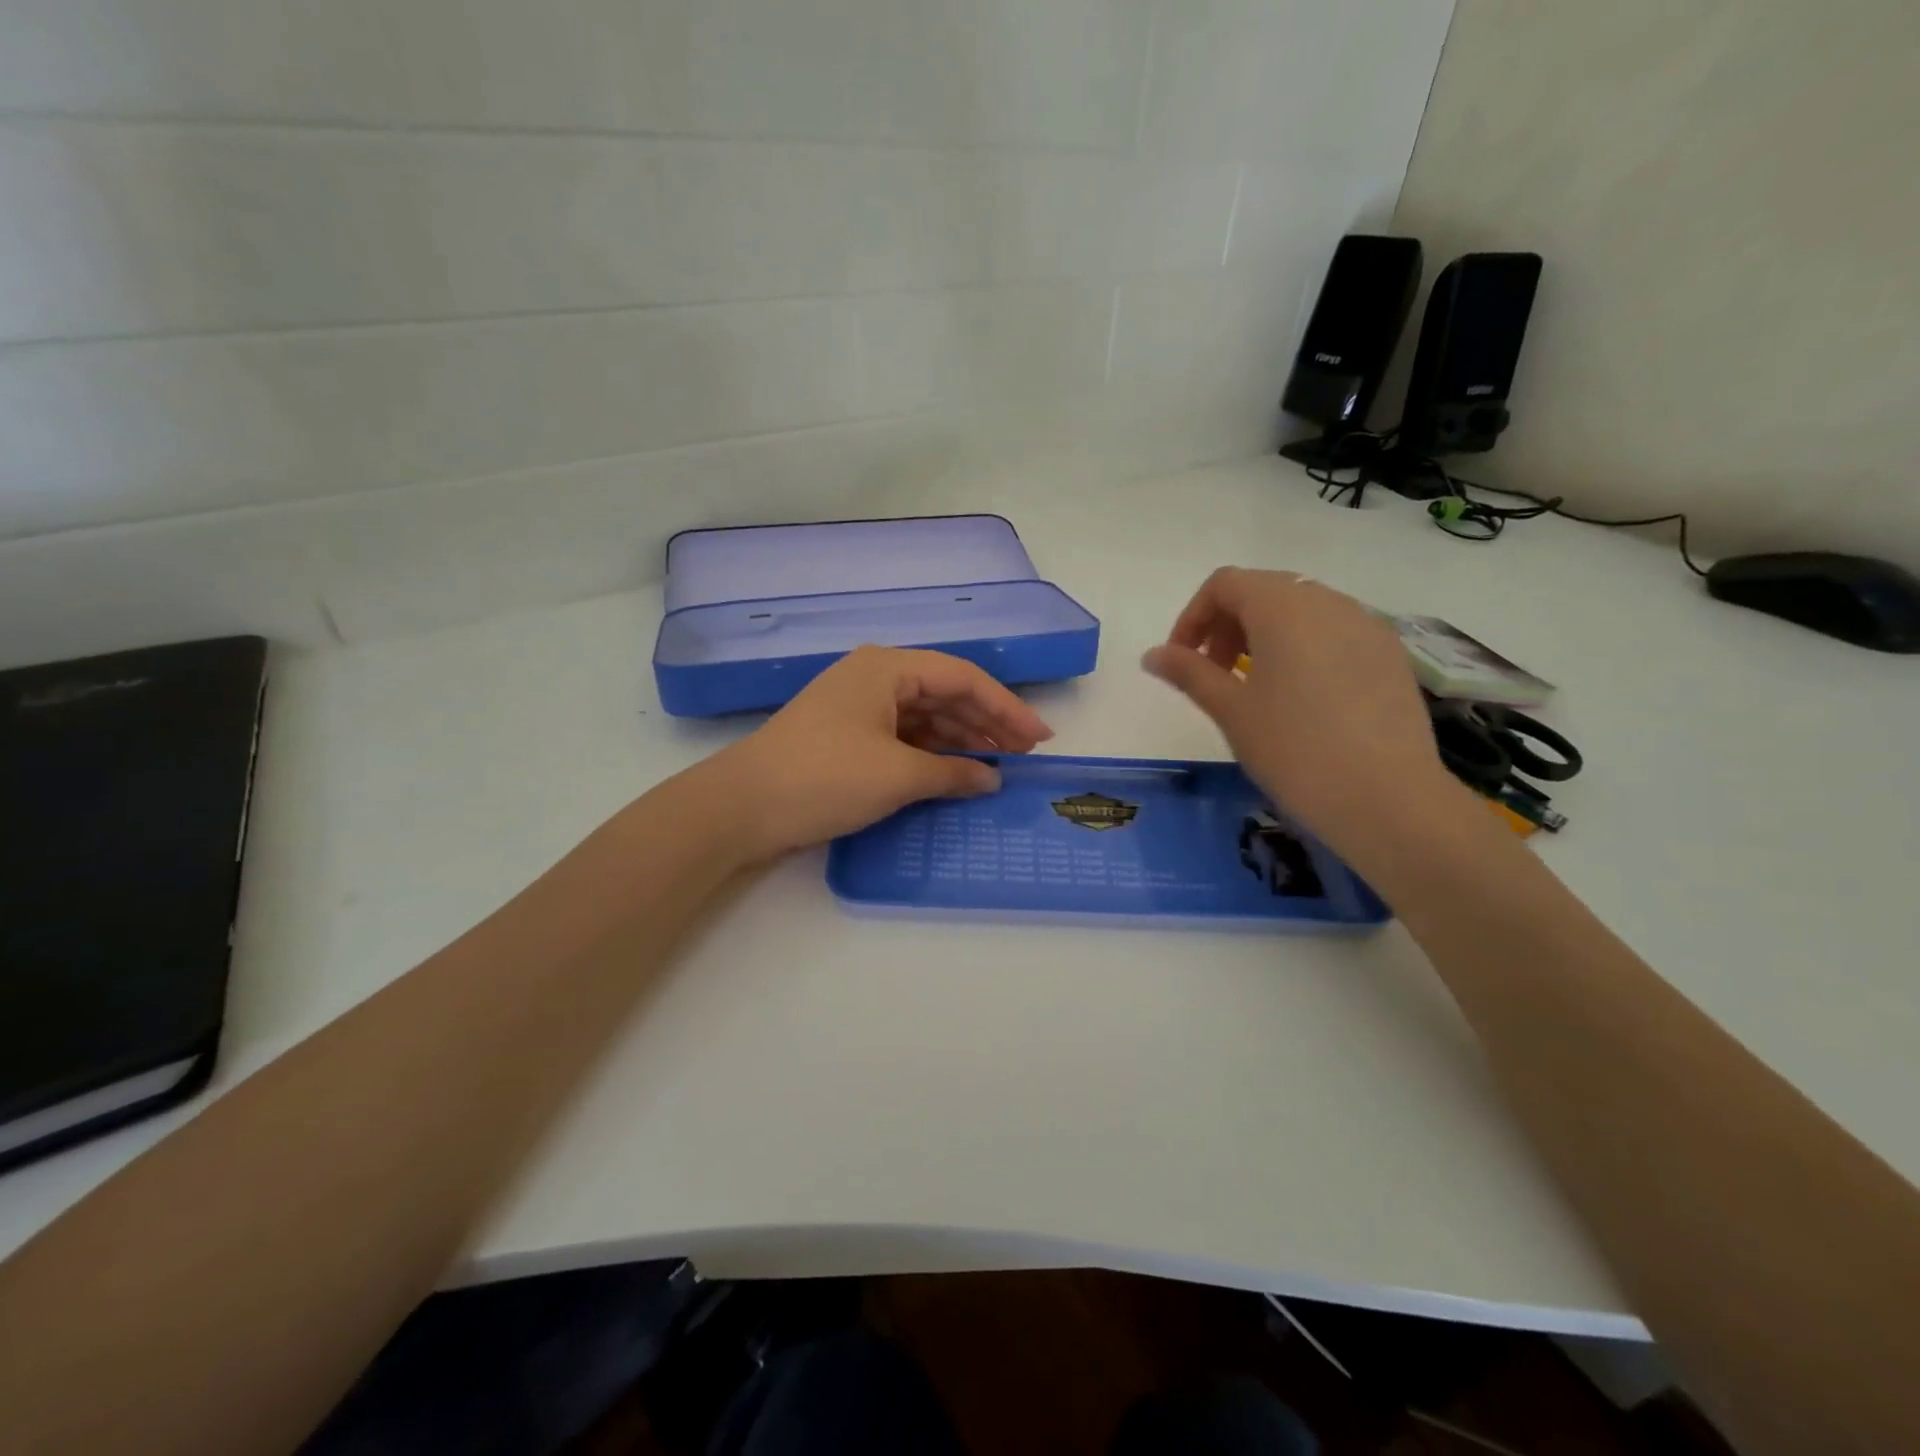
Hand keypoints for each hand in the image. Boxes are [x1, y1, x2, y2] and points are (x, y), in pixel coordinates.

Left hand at [707, 646, 1052, 860]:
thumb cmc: (825, 777)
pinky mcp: (848, 736)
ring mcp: (859, 707)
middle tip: (1025, 755)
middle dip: (987, 723)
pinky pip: (904, 737)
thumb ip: (953, 774)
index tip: (1039, 738)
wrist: (742, 807)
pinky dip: (933, 754)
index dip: (1007, 707)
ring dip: (962, 739)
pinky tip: (955, 773)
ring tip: (999, 766)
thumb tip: (991, 779)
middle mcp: (875, 677)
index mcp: (888, 668)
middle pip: (946, 694)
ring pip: (925, 717)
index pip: (963, 678)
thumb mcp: (898, 775)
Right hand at [1142, 567, 1453, 852]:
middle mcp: (1328, 602)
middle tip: (1214, 675)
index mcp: (1283, 607)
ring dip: (1264, 636)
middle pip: (1263, 591)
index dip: (1193, 617)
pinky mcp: (1390, 654)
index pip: (1225, 584)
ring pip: (1301, 610)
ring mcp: (1366, 625)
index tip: (1182, 661)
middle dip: (1227, 625)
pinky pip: (1334, 633)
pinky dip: (1303, 649)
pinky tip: (1301, 698)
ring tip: (1255, 688)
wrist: (1387, 798)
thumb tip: (1152, 655)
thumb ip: (1189, 673)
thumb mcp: (1231, 710)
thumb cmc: (1294, 749)